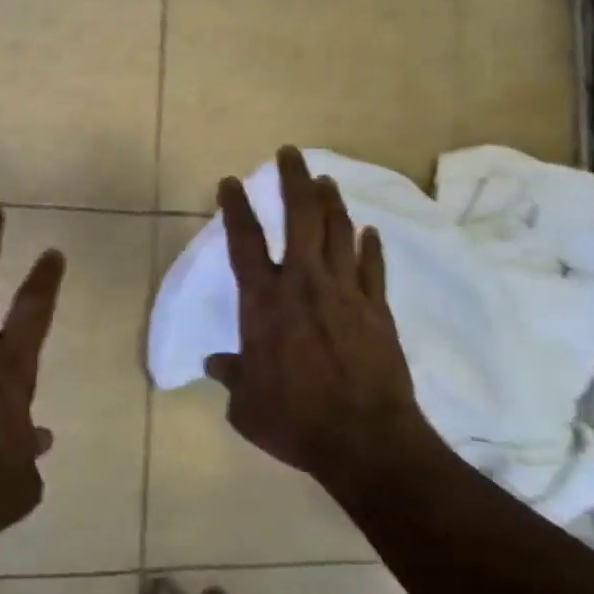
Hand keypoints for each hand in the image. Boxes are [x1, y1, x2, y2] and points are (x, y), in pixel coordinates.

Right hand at [204, 148, 432, 487]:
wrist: (364, 439)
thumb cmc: (294, 422)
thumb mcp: (246, 406)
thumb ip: (231, 377)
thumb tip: (215, 363)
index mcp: (264, 303)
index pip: (245, 242)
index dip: (236, 208)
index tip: (231, 182)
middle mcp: (304, 285)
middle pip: (300, 218)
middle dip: (293, 181)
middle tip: (290, 154)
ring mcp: (346, 293)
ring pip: (339, 232)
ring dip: (331, 202)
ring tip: (325, 180)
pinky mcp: (377, 309)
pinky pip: (373, 267)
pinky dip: (370, 247)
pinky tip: (370, 232)